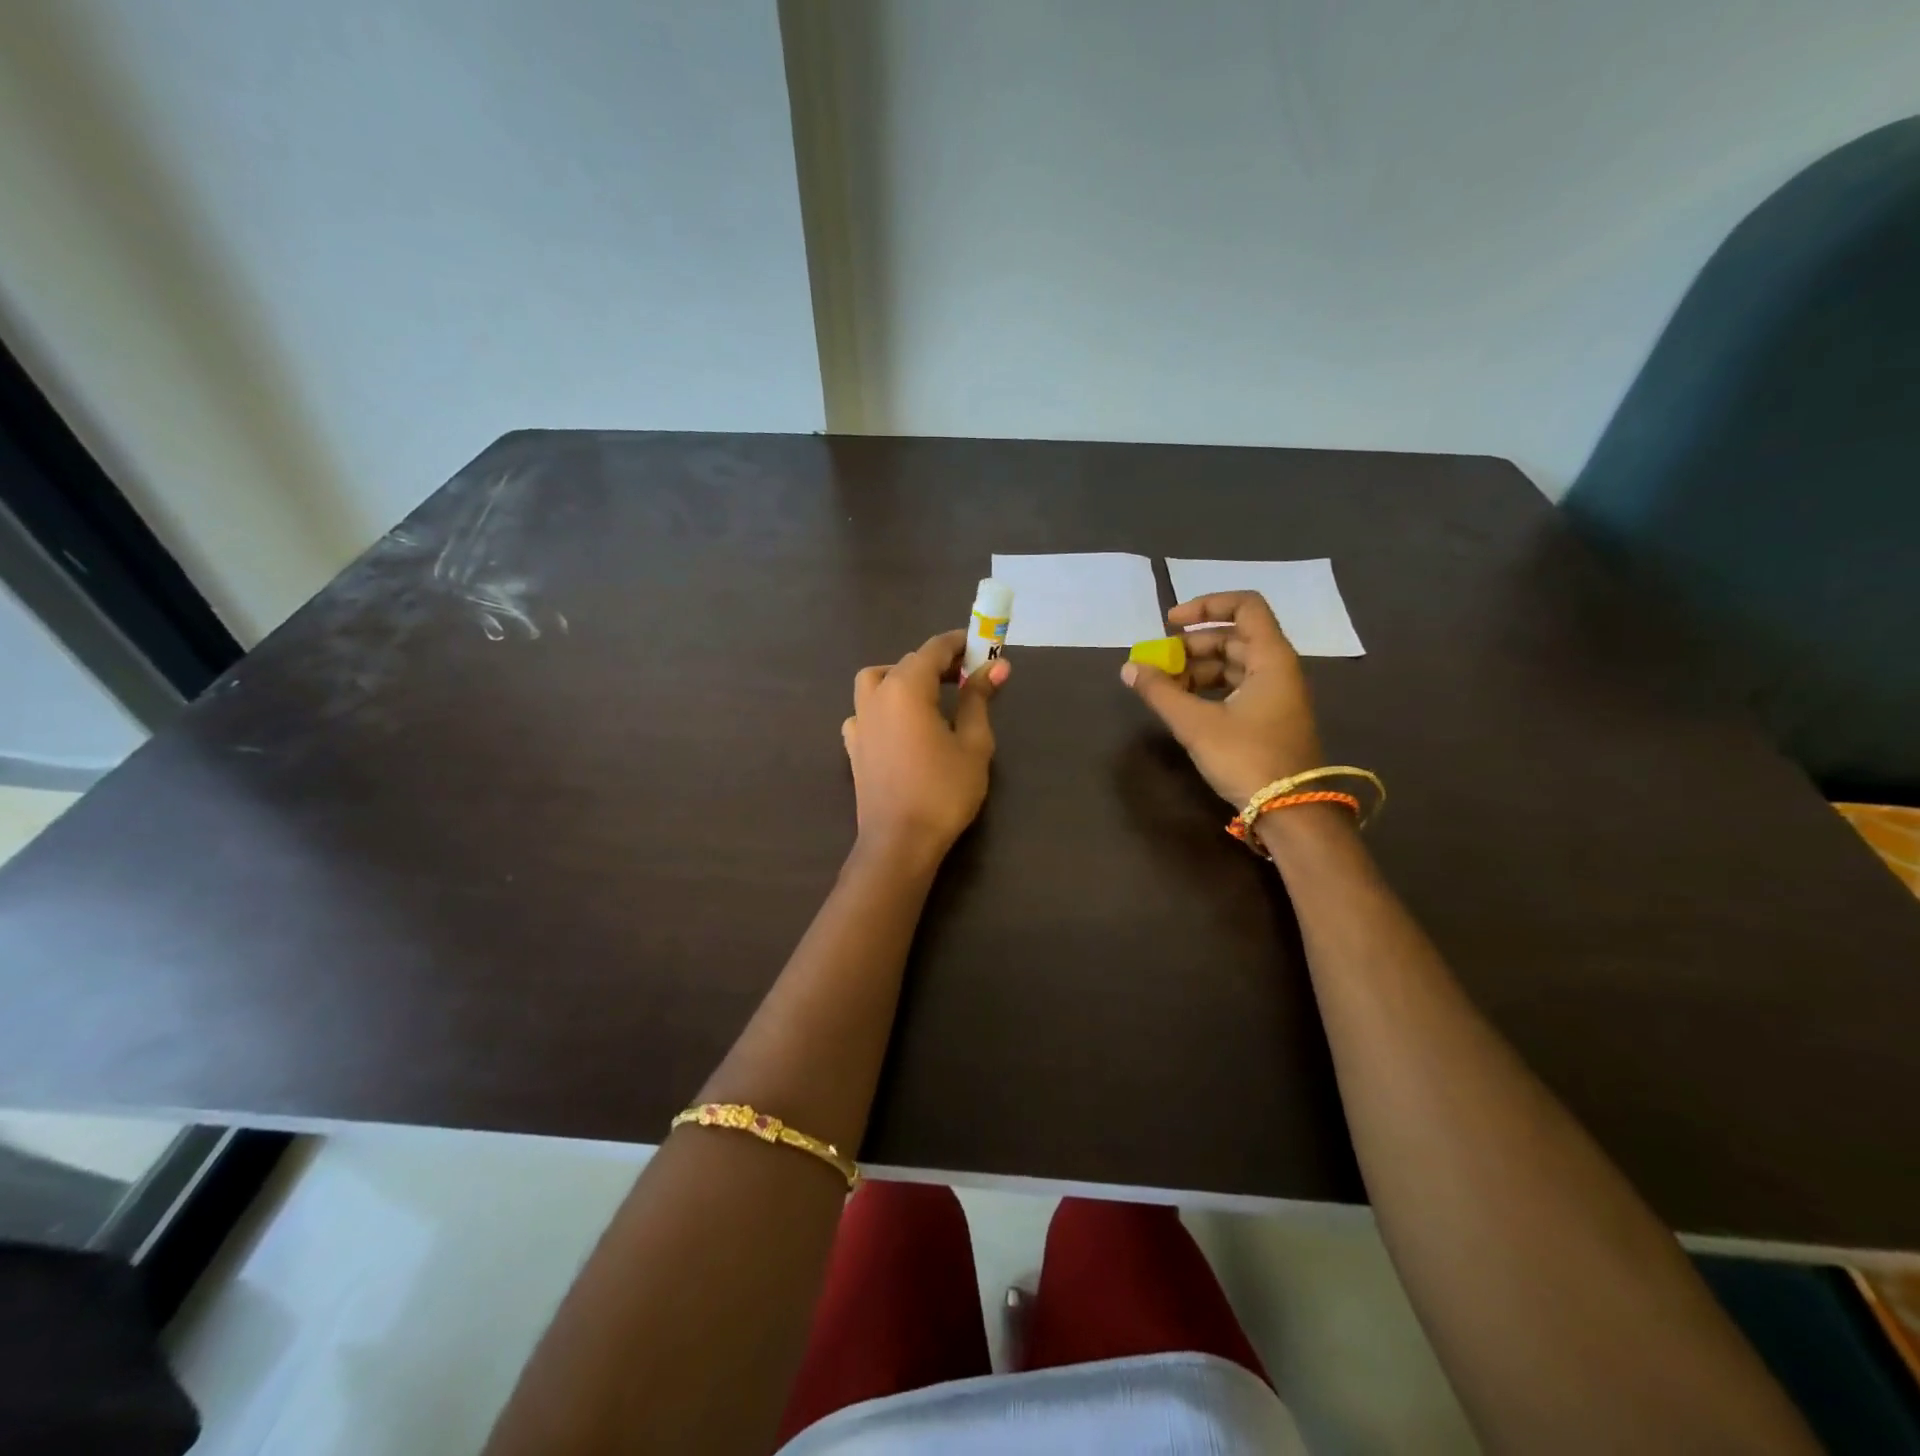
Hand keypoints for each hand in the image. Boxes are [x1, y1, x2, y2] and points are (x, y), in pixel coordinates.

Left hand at [842, 629, 1009, 863]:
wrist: (899, 842)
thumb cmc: (943, 792)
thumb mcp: (973, 744)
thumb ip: (979, 699)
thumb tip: (998, 666)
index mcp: (905, 688)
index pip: (933, 649)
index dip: (960, 643)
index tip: (983, 645)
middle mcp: (876, 696)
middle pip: (907, 663)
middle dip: (938, 663)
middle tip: (968, 676)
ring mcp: (859, 721)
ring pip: (877, 681)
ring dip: (902, 677)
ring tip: (929, 695)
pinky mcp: (853, 746)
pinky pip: (864, 711)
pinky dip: (882, 706)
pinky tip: (899, 725)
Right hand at [1121, 591, 1322, 809]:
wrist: (1290, 813)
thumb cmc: (1247, 759)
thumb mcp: (1196, 724)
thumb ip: (1160, 692)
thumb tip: (1129, 668)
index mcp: (1270, 658)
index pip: (1245, 605)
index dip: (1206, 605)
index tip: (1170, 623)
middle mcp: (1277, 669)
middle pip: (1233, 637)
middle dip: (1191, 646)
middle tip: (1158, 663)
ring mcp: (1275, 695)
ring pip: (1232, 665)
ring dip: (1196, 670)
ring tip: (1163, 689)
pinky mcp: (1269, 718)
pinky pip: (1235, 688)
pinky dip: (1208, 690)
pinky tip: (1183, 706)